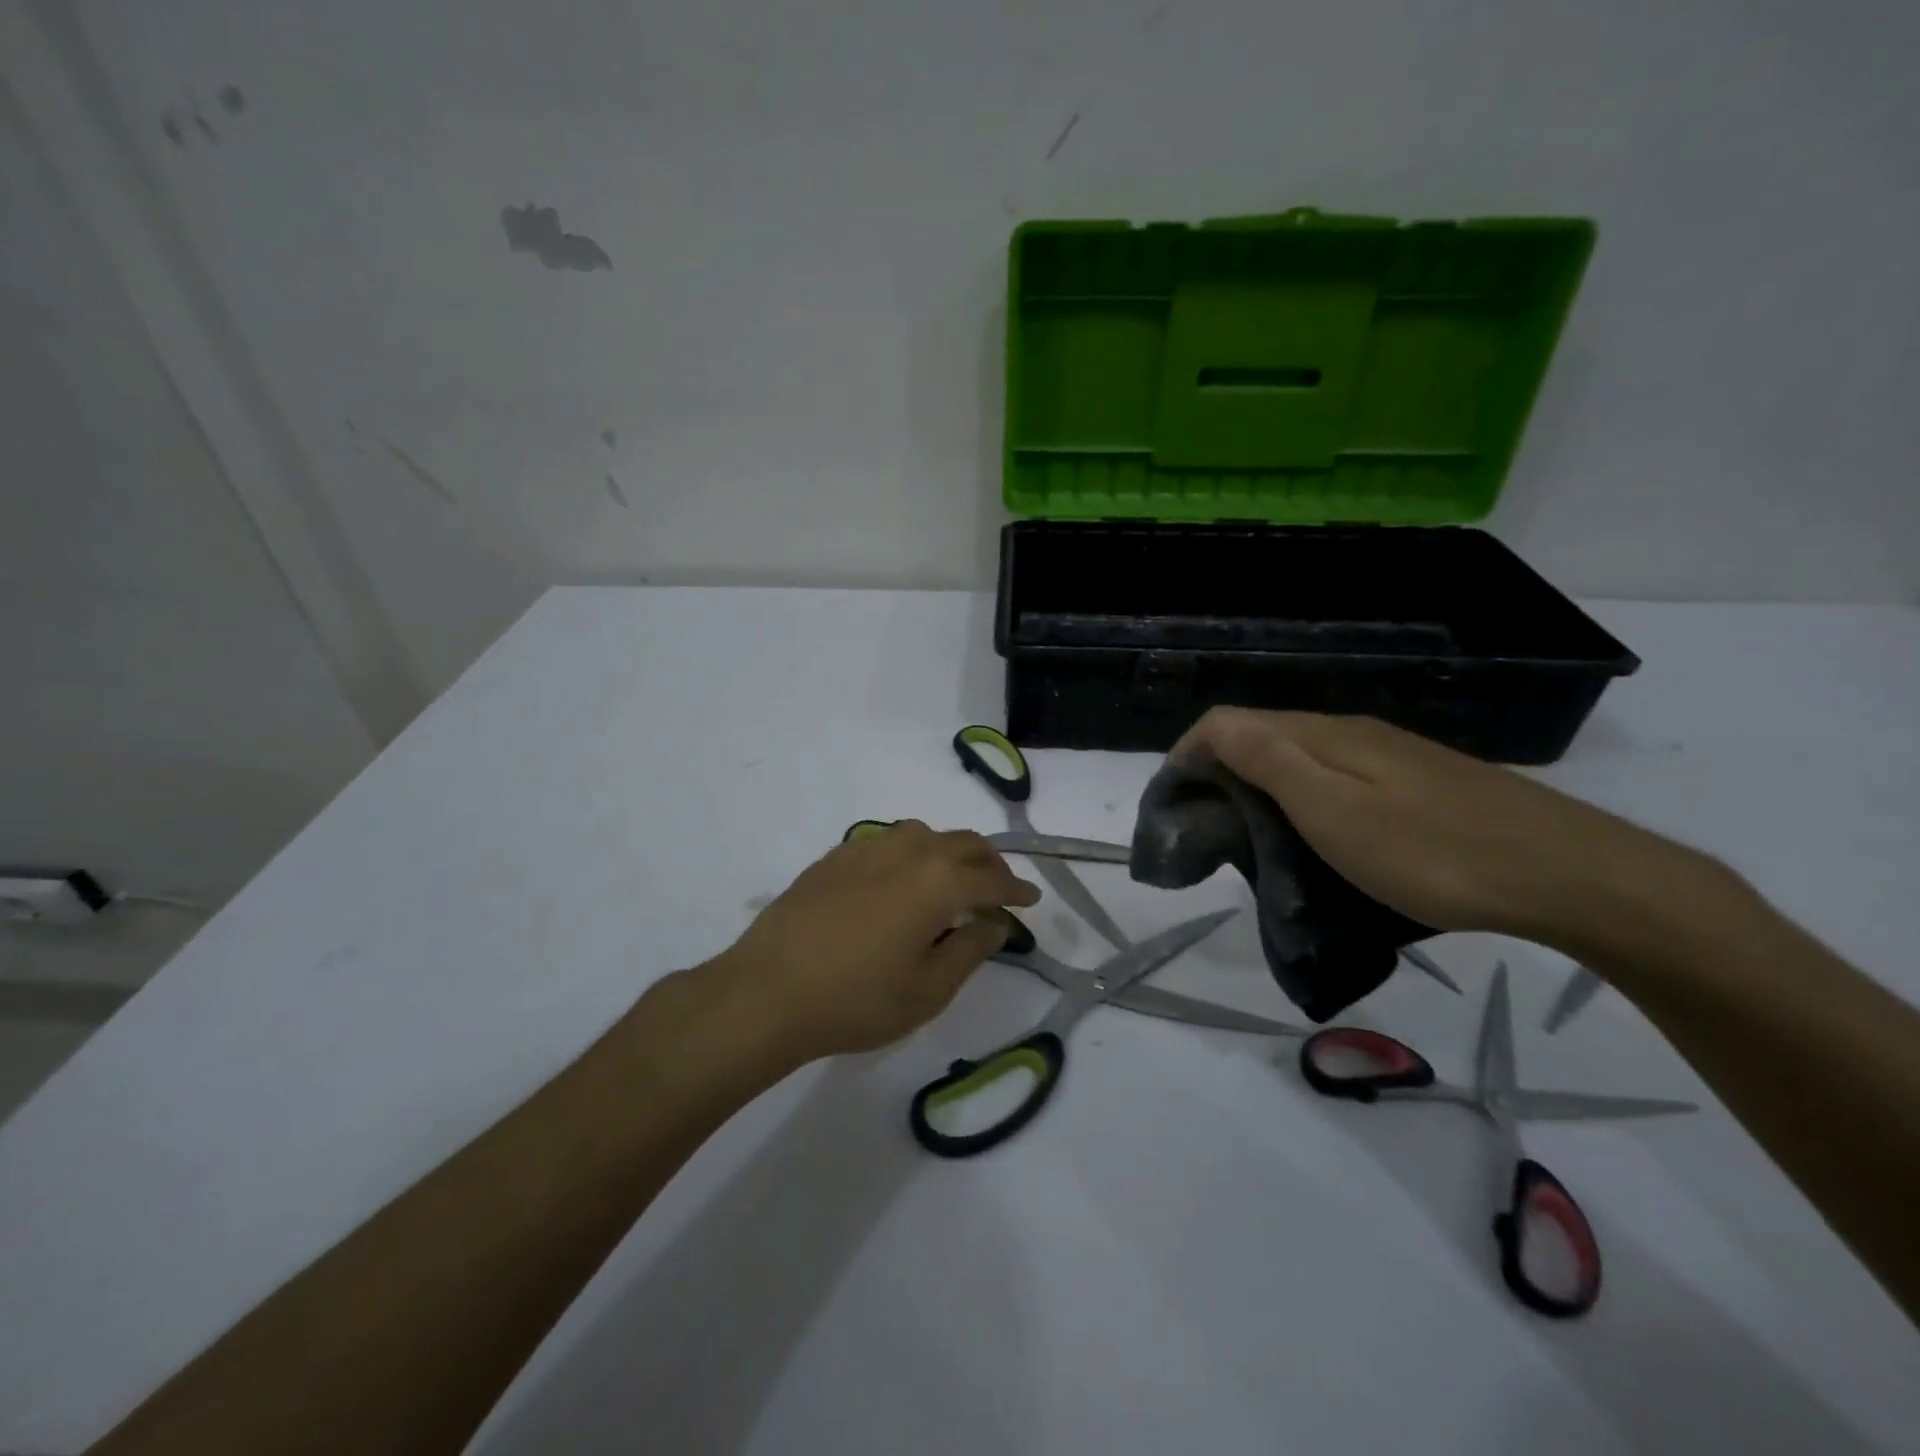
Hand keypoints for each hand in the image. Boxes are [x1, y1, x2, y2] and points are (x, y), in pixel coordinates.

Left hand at [707, 821, 1040, 1064]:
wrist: (767, 992)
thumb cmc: (857, 1000)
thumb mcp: (928, 990)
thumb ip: (970, 950)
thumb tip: (994, 924)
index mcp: (938, 881)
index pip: (992, 877)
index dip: (1016, 889)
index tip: (1031, 900)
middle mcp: (908, 851)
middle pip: (962, 843)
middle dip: (989, 862)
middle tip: (999, 887)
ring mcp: (867, 848)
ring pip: (924, 834)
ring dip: (949, 851)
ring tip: (953, 879)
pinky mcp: (835, 857)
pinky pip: (887, 841)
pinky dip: (911, 853)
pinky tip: (901, 879)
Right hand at [1173, 708, 1724, 951]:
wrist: (1570, 875)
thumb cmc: (1434, 852)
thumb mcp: (1335, 813)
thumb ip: (1270, 762)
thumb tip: (1213, 727)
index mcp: (1325, 736)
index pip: (1231, 722)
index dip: (1188, 752)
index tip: (1170, 803)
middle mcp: (1352, 733)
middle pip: (1263, 733)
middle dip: (1218, 769)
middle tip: (1205, 826)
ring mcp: (1390, 755)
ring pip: (1300, 755)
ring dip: (1258, 783)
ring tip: (1248, 834)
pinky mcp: (1417, 782)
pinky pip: (1336, 776)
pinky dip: (1301, 797)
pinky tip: (1314, 833)